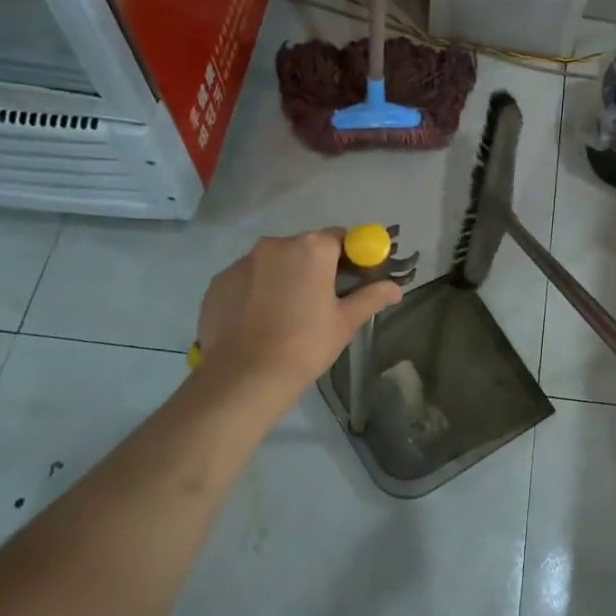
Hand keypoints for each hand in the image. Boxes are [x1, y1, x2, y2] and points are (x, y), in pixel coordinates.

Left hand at [195, 231, 400, 404]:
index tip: (351, 279)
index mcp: (312, 248)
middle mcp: (276, 244)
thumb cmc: (305, 344)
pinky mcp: (219, 281)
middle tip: (319, 301)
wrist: (244, 377)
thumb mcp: (346, 322)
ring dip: (283, 278)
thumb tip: (396, 288)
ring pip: (273, 263)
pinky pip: (247, 279)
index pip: (340, 237)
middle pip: (304, 248)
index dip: (349, 256)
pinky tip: (258, 321)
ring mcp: (243, 262)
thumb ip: (372, 297)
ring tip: (284, 315)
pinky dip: (255, 291)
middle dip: (314, 267)